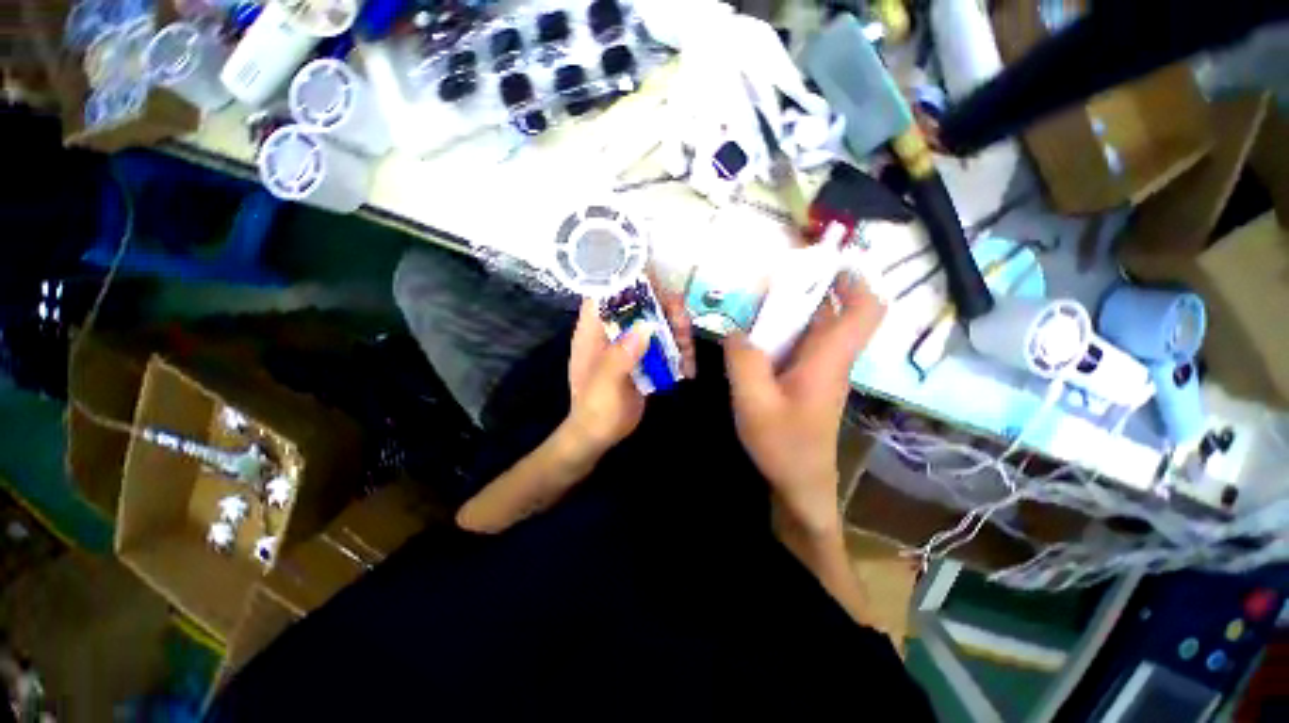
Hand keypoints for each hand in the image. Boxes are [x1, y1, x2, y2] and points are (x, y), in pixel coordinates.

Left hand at [565, 282, 695, 454]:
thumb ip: (620, 356)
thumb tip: (646, 327)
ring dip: (678, 332)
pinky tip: (688, 368)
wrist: (600, 435)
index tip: (656, 279)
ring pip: (658, 324)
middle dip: (665, 308)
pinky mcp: (644, 358)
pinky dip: (679, 352)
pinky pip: (665, 345)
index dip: (629, 278)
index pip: (607, 292)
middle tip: (683, 322)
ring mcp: (631, 344)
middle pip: (641, 305)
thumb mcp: (604, 384)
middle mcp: (613, 331)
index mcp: (594, 330)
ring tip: (689, 352)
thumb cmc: (595, 409)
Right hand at [723, 274, 884, 533]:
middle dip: (810, 289)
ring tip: (756, 305)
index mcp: (828, 361)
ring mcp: (819, 373)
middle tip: (772, 280)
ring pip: (814, 330)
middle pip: (835, 314)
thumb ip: (743, 362)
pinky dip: (781, 334)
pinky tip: (754, 340)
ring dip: (791, 312)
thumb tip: (736, 331)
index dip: (854, 281)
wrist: (800, 486)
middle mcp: (830, 361)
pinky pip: (799, 348)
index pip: (865, 312)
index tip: (826, 263)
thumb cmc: (783, 446)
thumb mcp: (754, 403)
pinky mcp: (806, 384)